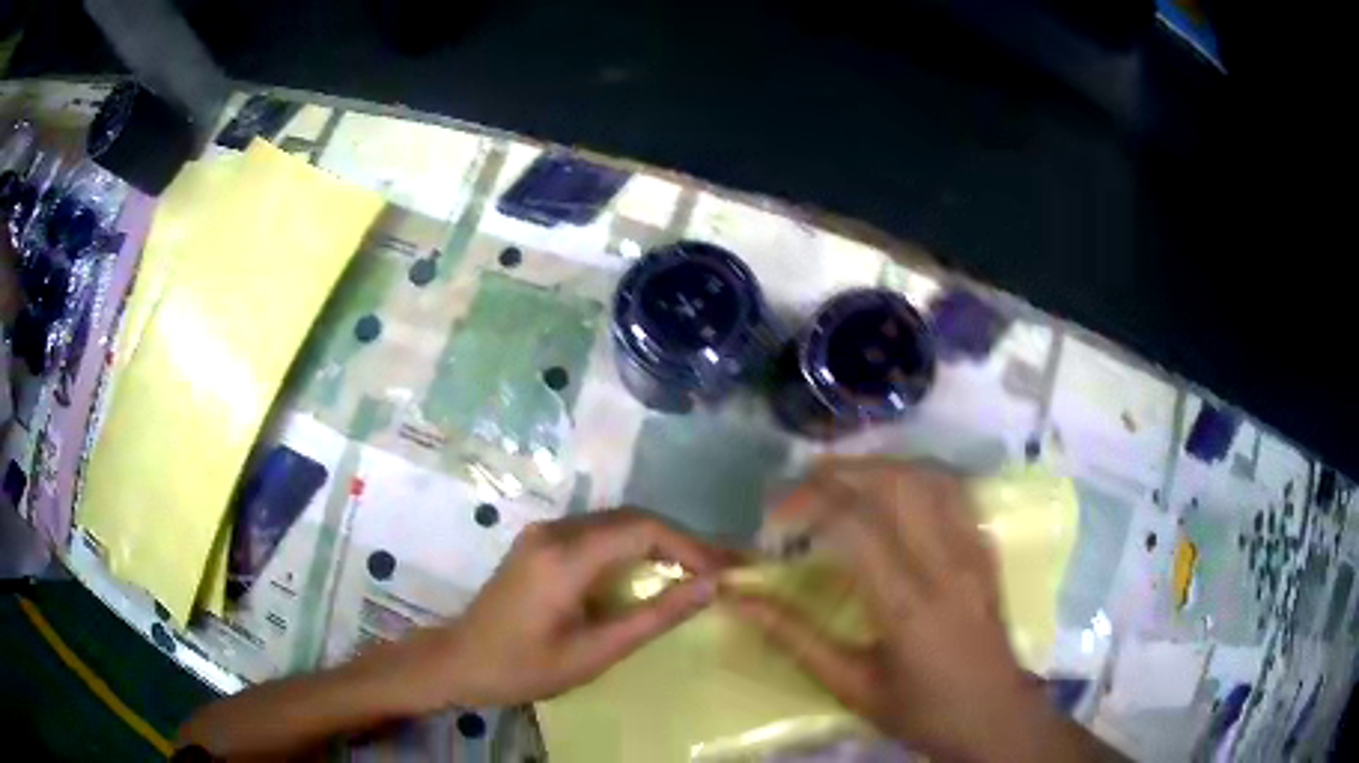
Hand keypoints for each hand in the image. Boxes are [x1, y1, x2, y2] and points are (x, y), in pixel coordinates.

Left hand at [425, 508, 733, 707]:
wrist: (460, 661)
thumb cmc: (525, 667)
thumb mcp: (595, 652)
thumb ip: (655, 617)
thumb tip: (711, 587)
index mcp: (564, 557)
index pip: (642, 529)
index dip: (690, 546)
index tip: (723, 572)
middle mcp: (554, 531)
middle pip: (631, 519)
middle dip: (679, 541)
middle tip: (717, 570)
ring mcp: (543, 532)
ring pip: (615, 523)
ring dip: (657, 543)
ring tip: (694, 571)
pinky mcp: (539, 541)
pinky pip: (596, 533)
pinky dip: (631, 548)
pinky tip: (650, 571)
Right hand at [724, 460, 1088, 762]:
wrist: (994, 717)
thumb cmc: (920, 711)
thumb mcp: (851, 686)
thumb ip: (795, 637)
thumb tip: (738, 598)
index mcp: (906, 605)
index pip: (855, 524)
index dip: (808, 504)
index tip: (773, 518)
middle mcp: (945, 564)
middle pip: (895, 483)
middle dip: (840, 472)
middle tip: (800, 484)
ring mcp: (973, 550)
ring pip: (929, 476)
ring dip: (880, 464)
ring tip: (840, 477)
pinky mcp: (986, 549)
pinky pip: (955, 490)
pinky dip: (918, 474)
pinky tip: (894, 485)